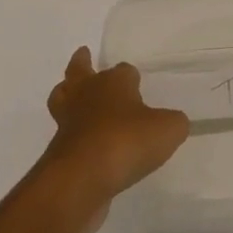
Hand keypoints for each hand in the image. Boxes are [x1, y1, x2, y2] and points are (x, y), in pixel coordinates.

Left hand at [40, 47, 189, 232]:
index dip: (130, 75)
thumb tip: (173, 122)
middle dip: (82, 63)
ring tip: (72, 94)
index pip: (123, 70)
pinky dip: (72, 131)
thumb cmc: (126, 141)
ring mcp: (69, 119)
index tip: (136, 82)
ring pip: (62, 96)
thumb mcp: (167, 130)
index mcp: (114, 82)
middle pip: (79, 70)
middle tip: (84, 55)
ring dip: (67, 93)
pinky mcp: (58, 147)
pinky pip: (65, 131)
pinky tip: (85, 140)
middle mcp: (87, 93)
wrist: (82, 177)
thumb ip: (174, 122)